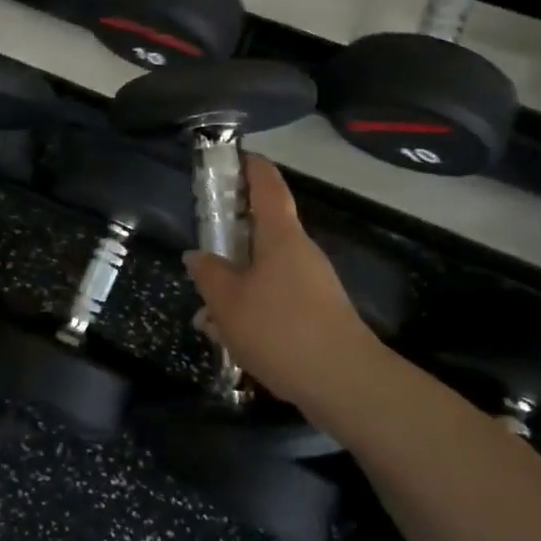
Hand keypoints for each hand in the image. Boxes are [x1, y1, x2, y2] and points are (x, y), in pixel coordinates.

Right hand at [183, 155, 379, 411]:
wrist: (344, 383)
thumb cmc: (280, 328)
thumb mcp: (228, 302)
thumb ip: (209, 274)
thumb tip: (196, 256)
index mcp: (280, 236)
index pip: (268, 185)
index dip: (251, 167)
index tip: (234, 156)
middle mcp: (300, 253)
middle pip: (263, 232)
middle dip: (231, 240)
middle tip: (202, 249)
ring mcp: (313, 285)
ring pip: (265, 273)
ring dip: (236, 285)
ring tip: (206, 314)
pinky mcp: (317, 315)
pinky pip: (276, 300)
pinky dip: (251, 310)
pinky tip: (230, 339)